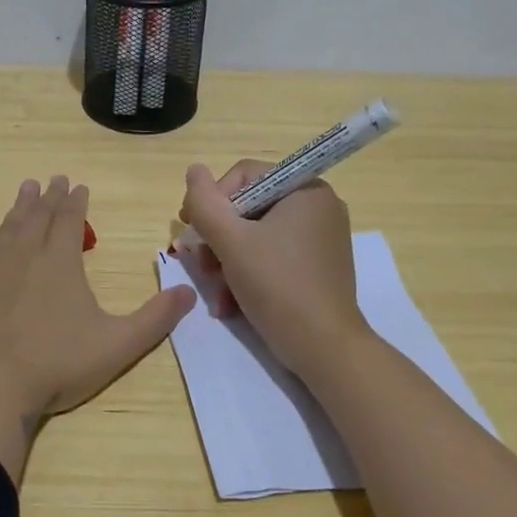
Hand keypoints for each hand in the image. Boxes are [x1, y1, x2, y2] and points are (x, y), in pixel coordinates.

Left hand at [0, 175, 196, 417]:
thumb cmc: (58, 364)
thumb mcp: (118, 344)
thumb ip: (155, 318)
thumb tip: (189, 293)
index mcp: (61, 263)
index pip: (70, 221)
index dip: (76, 202)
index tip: (78, 185)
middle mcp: (24, 255)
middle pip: (38, 217)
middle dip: (48, 197)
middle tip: (52, 179)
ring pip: (5, 229)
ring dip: (17, 208)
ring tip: (24, 189)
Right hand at [179, 161, 371, 379]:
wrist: (324, 348)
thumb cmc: (278, 286)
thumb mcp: (231, 241)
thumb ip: (206, 203)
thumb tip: (194, 169)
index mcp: (305, 189)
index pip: (244, 176)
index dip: (212, 201)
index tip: (192, 233)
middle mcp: (318, 206)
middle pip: (249, 207)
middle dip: (219, 239)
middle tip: (202, 267)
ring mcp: (321, 237)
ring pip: (257, 235)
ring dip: (228, 261)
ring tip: (216, 291)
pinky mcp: (318, 265)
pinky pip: (273, 255)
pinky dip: (249, 273)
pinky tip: (231, 302)